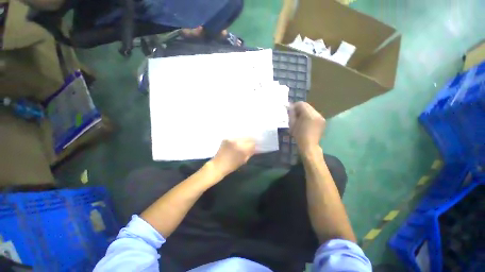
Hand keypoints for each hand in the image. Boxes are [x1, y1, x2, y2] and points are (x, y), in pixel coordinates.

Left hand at [211, 138, 255, 176]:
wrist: (218, 165)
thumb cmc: (232, 165)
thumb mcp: (244, 160)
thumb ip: (250, 153)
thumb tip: (255, 148)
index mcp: (242, 149)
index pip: (252, 143)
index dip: (254, 145)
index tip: (255, 146)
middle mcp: (237, 142)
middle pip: (248, 137)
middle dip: (250, 141)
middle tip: (251, 143)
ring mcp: (231, 139)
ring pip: (242, 136)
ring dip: (244, 139)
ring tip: (244, 142)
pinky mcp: (226, 138)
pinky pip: (235, 137)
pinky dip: (237, 139)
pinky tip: (237, 142)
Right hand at [289, 102, 325, 152]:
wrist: (309, 145)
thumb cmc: (299, 135)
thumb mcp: (292, 124)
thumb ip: (291, 114)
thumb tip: (290, 107)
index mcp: (308, 114)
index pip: (301, 104)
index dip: (294, 106)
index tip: (290, 111)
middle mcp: (316, 114)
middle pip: (306, 106)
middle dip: (299, 109)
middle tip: (294, 115)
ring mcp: (321, 117)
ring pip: (311, 110)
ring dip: (304, 112)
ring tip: (300, 119)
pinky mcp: (322, 121)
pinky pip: (314, 114)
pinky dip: (309, 116)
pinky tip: (306, 122)